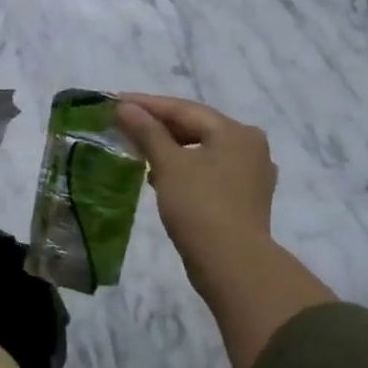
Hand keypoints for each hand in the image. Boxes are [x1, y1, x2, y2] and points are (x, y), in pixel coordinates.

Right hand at [116, 94, 333, 367]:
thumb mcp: (169, 165)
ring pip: (202, 150)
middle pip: (196, 127)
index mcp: (235, 132)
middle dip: (158, 126)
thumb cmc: (200, 207)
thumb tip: (125, 106)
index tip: (115, 101)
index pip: (184, 109)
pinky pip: (209, 171)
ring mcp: (251, 174)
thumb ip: (147, 131)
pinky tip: (160, 177)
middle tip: (124, 124)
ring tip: (138, 150)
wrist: (233, 266)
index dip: (147, 104)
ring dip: (170, 148)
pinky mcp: (244, 198)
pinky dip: (184, 169)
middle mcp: (250, 146)